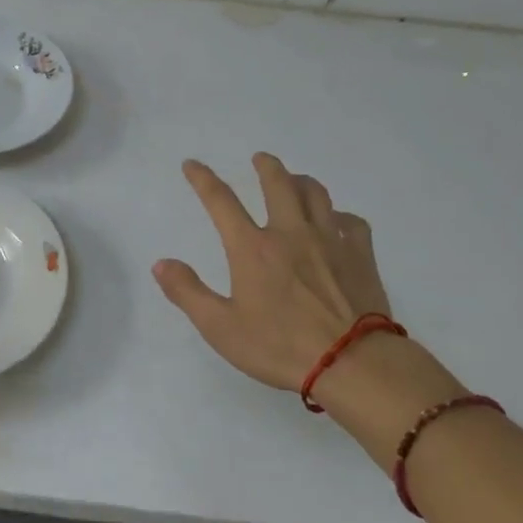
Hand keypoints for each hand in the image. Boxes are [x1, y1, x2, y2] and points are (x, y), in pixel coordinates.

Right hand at [154, 154, 464, 462]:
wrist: (353, 363)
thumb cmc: (280, 346)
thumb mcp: (221, 328)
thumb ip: (188, 293)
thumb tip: (161, 263)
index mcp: (252, 248)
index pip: (221, 201)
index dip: (203, 179)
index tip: (192, 164)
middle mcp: (290, 233)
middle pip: (278, 184)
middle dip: (266, 166)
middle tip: (260, 158)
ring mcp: (330, 241)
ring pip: (316, 194)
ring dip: (302, 181)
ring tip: (295, 180)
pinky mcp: (361, 256)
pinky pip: (352, 221)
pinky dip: (341, 215)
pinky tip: (338, 221)